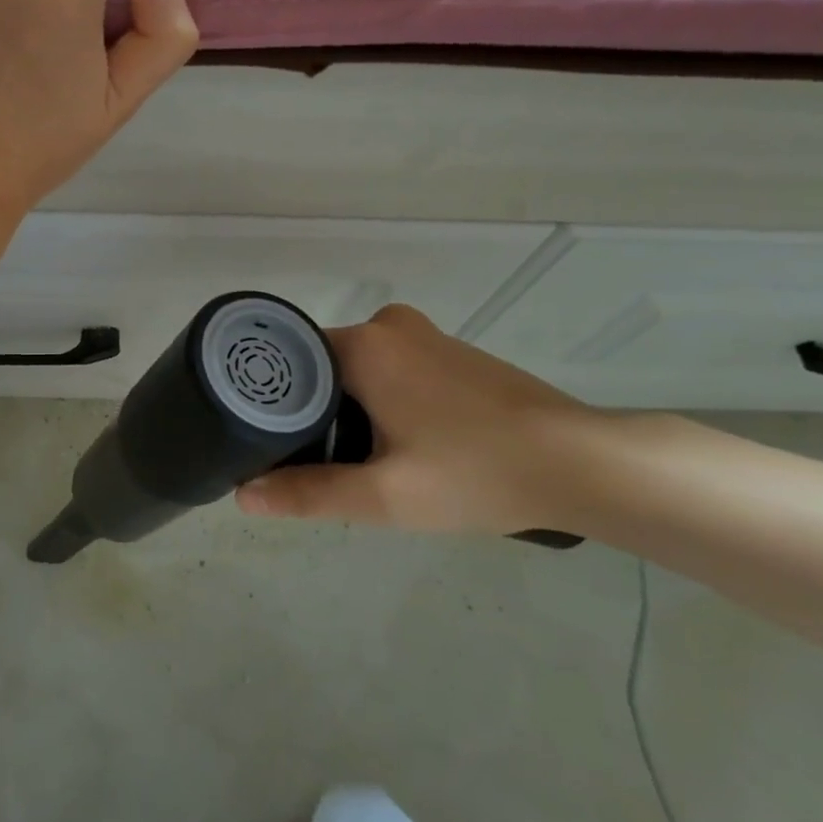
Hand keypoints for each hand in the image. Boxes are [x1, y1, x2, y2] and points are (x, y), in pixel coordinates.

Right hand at [237, 304, 612, 534]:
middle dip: (313, 413)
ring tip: (353, 463)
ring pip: (359, 370)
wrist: (580, 463)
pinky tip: (399, 445)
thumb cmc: (475, 473)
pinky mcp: (450, 353)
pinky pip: (391, 369)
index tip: (265, 442)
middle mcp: (388, 325)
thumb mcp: (385, 496)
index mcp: (364, 345)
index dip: (273, 402)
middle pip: (323, 366)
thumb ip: (310, 493)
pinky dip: (380, 401)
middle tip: (311, 465)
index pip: (291, 361)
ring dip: (349, 409)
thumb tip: (243, 496)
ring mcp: (424, 336)